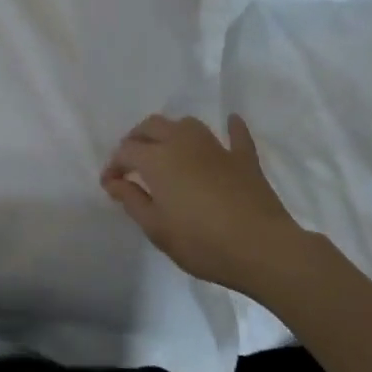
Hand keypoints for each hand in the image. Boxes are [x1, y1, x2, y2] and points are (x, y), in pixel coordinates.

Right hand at [101, 113, 315, 298]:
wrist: (262, 248)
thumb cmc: (201, 242)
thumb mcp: (156, 228)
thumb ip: (132, 200)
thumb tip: (114, 182)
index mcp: (157, 159)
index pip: (126, 151)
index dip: (114, 166)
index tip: (110, 185)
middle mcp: (183, 143)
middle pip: (152, 126)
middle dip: (137, 139)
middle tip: (132, 162)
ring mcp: (216, 148)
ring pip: (188, 125)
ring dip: (172, 131)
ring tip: (167, 148)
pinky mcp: (244, 159)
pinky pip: (236, 136)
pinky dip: (231, 128)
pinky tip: (231, 123)